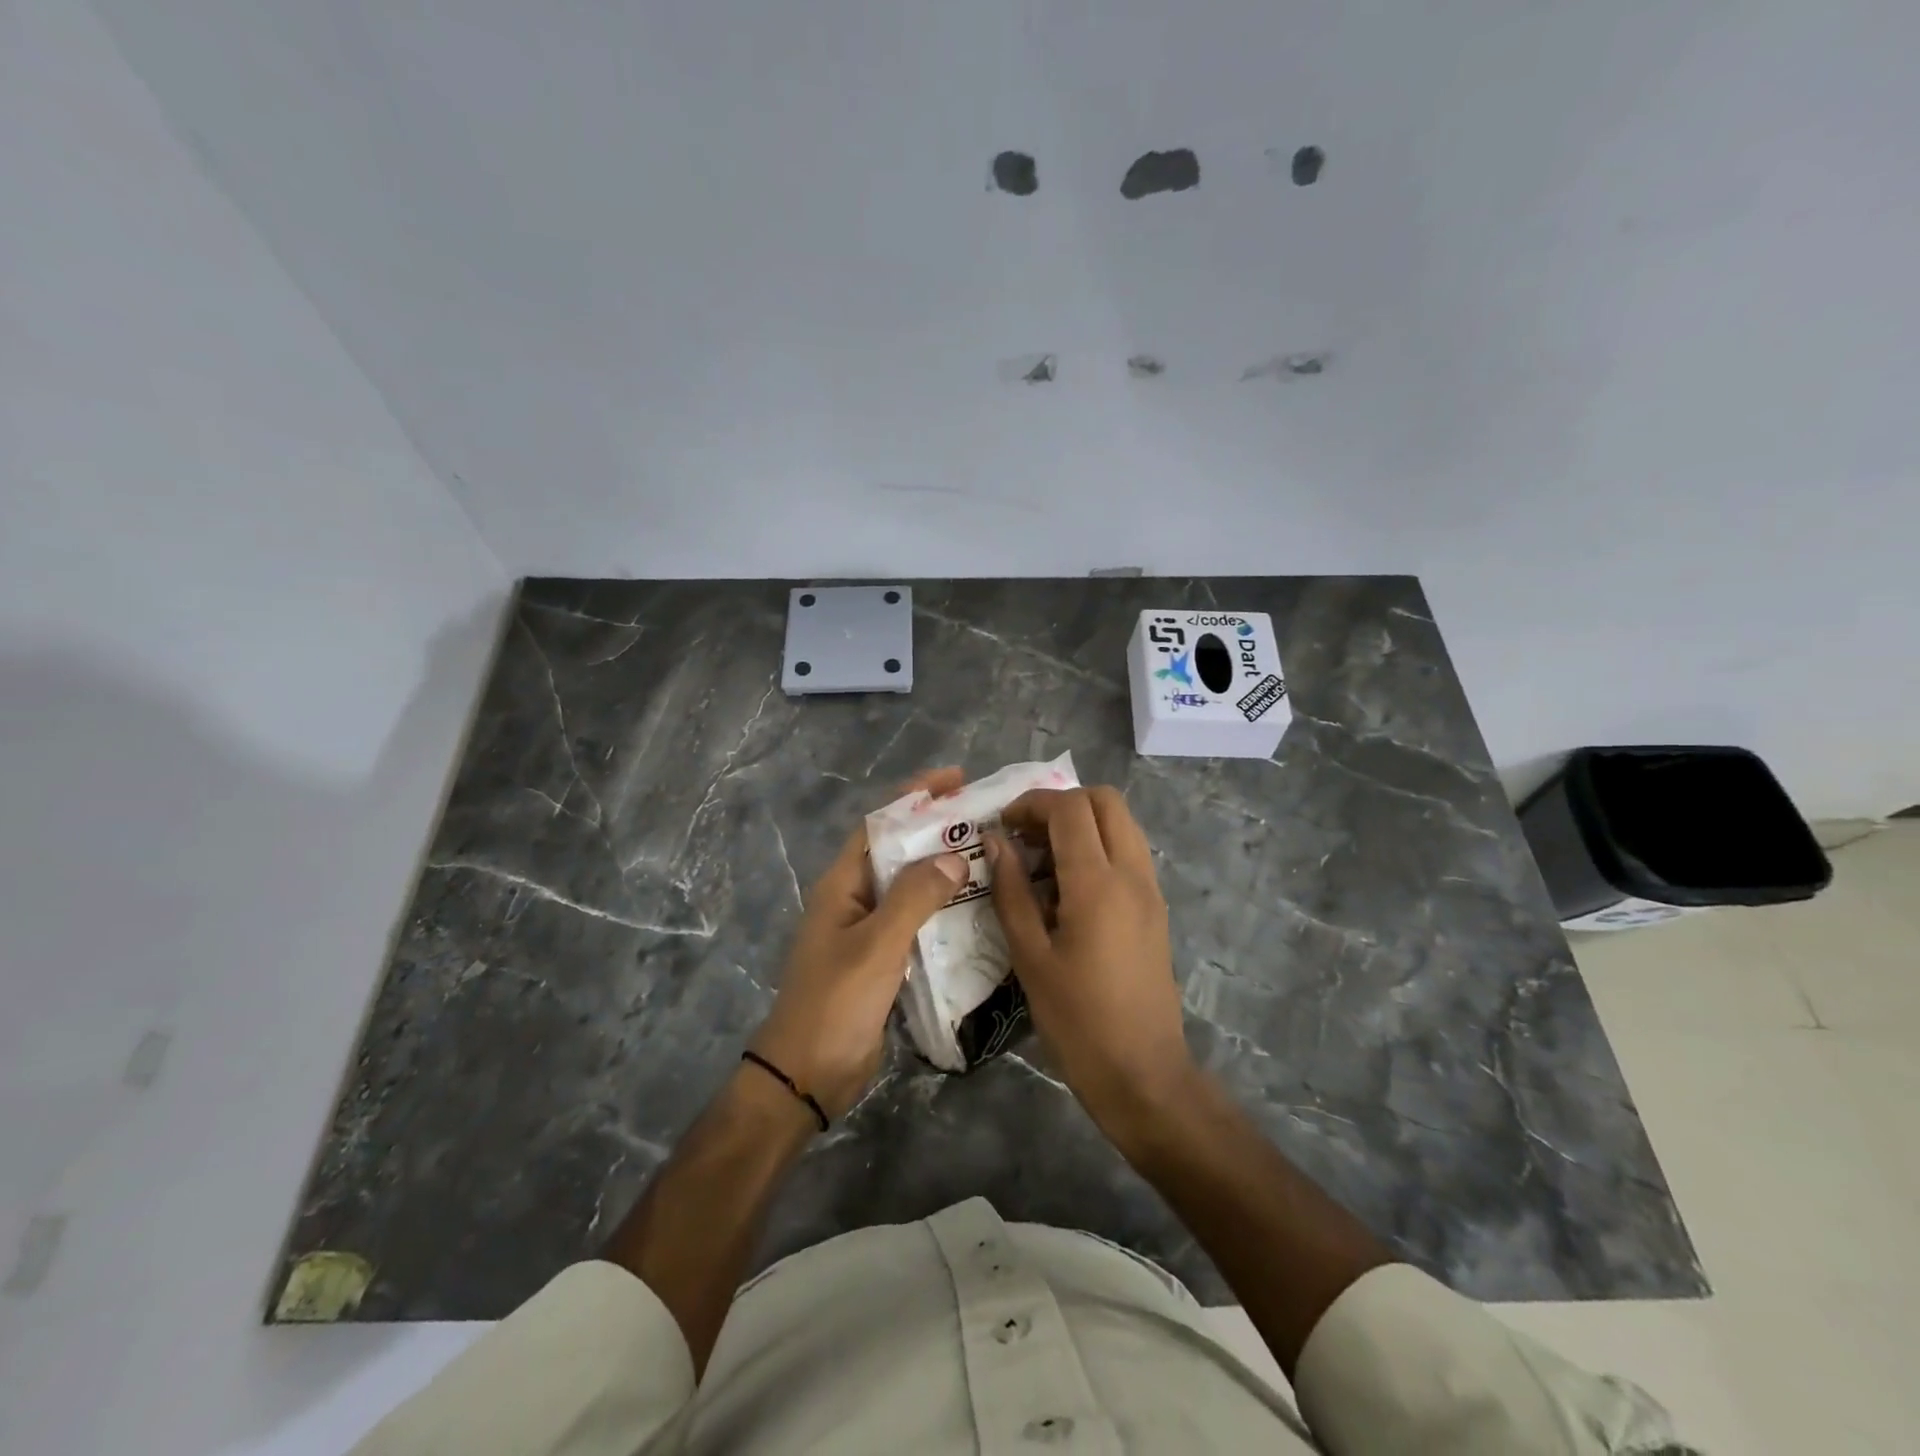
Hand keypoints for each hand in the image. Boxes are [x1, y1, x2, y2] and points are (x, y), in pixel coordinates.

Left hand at [749, 768, 966, 1118]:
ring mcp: (868, 931)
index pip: (879, 823)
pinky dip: (943, 909)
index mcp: (842, 884)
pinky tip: (977, 909)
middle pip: (898, 851)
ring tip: (990, 856)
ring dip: (943, 869)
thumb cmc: (835, 1003)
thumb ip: (914, 898)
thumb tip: (954, 856)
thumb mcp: (876, 946)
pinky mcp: (882, 959)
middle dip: (936, 830)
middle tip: (985, 818)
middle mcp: (854, 899)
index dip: (914, 796)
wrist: (807, 1076)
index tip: (955, 779)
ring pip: (910, 887)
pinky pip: (916, 921)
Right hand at [986, 786, 1195, 1131]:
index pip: (1070, 808)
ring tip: (1042, 858)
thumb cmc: (1077, 1020)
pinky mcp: (1155, 908)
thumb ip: (1011, 891)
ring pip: (1122, 822)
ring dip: (1082, 822)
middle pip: (1105, 800)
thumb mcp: (1030, 956)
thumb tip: (995, 841)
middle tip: (1025, 833)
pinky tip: (1067, 886)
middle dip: (1061, 803)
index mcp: (1098, 883)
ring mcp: (1150, 889)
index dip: (1032, 803)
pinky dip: (1098, 846)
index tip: (1001, 824)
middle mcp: (1132, 873)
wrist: (1143, 1073)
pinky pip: (1129, 852)